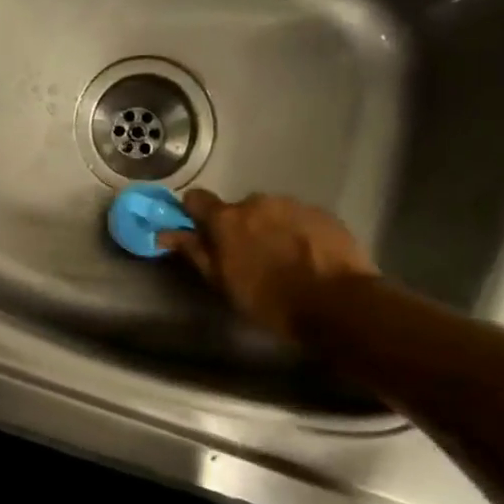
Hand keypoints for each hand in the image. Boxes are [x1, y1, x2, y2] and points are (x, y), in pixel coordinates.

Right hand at [159, 189, 376, 343]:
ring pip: (271, 212)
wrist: (338, 304)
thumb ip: (195, 252)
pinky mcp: (323, 213)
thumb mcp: (223, 283)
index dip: (195, 214)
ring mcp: (293, 204)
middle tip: (249, 257)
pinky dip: (298, 233)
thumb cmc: (270, 299)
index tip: (200, 232)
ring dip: (270, 229)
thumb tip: (165, 233)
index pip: (196, 199)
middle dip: (240, 227)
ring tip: (283, 259)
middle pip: (239, 208)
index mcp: (227, 219)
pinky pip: (300, 219)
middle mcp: (257, 202)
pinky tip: (308, 258)